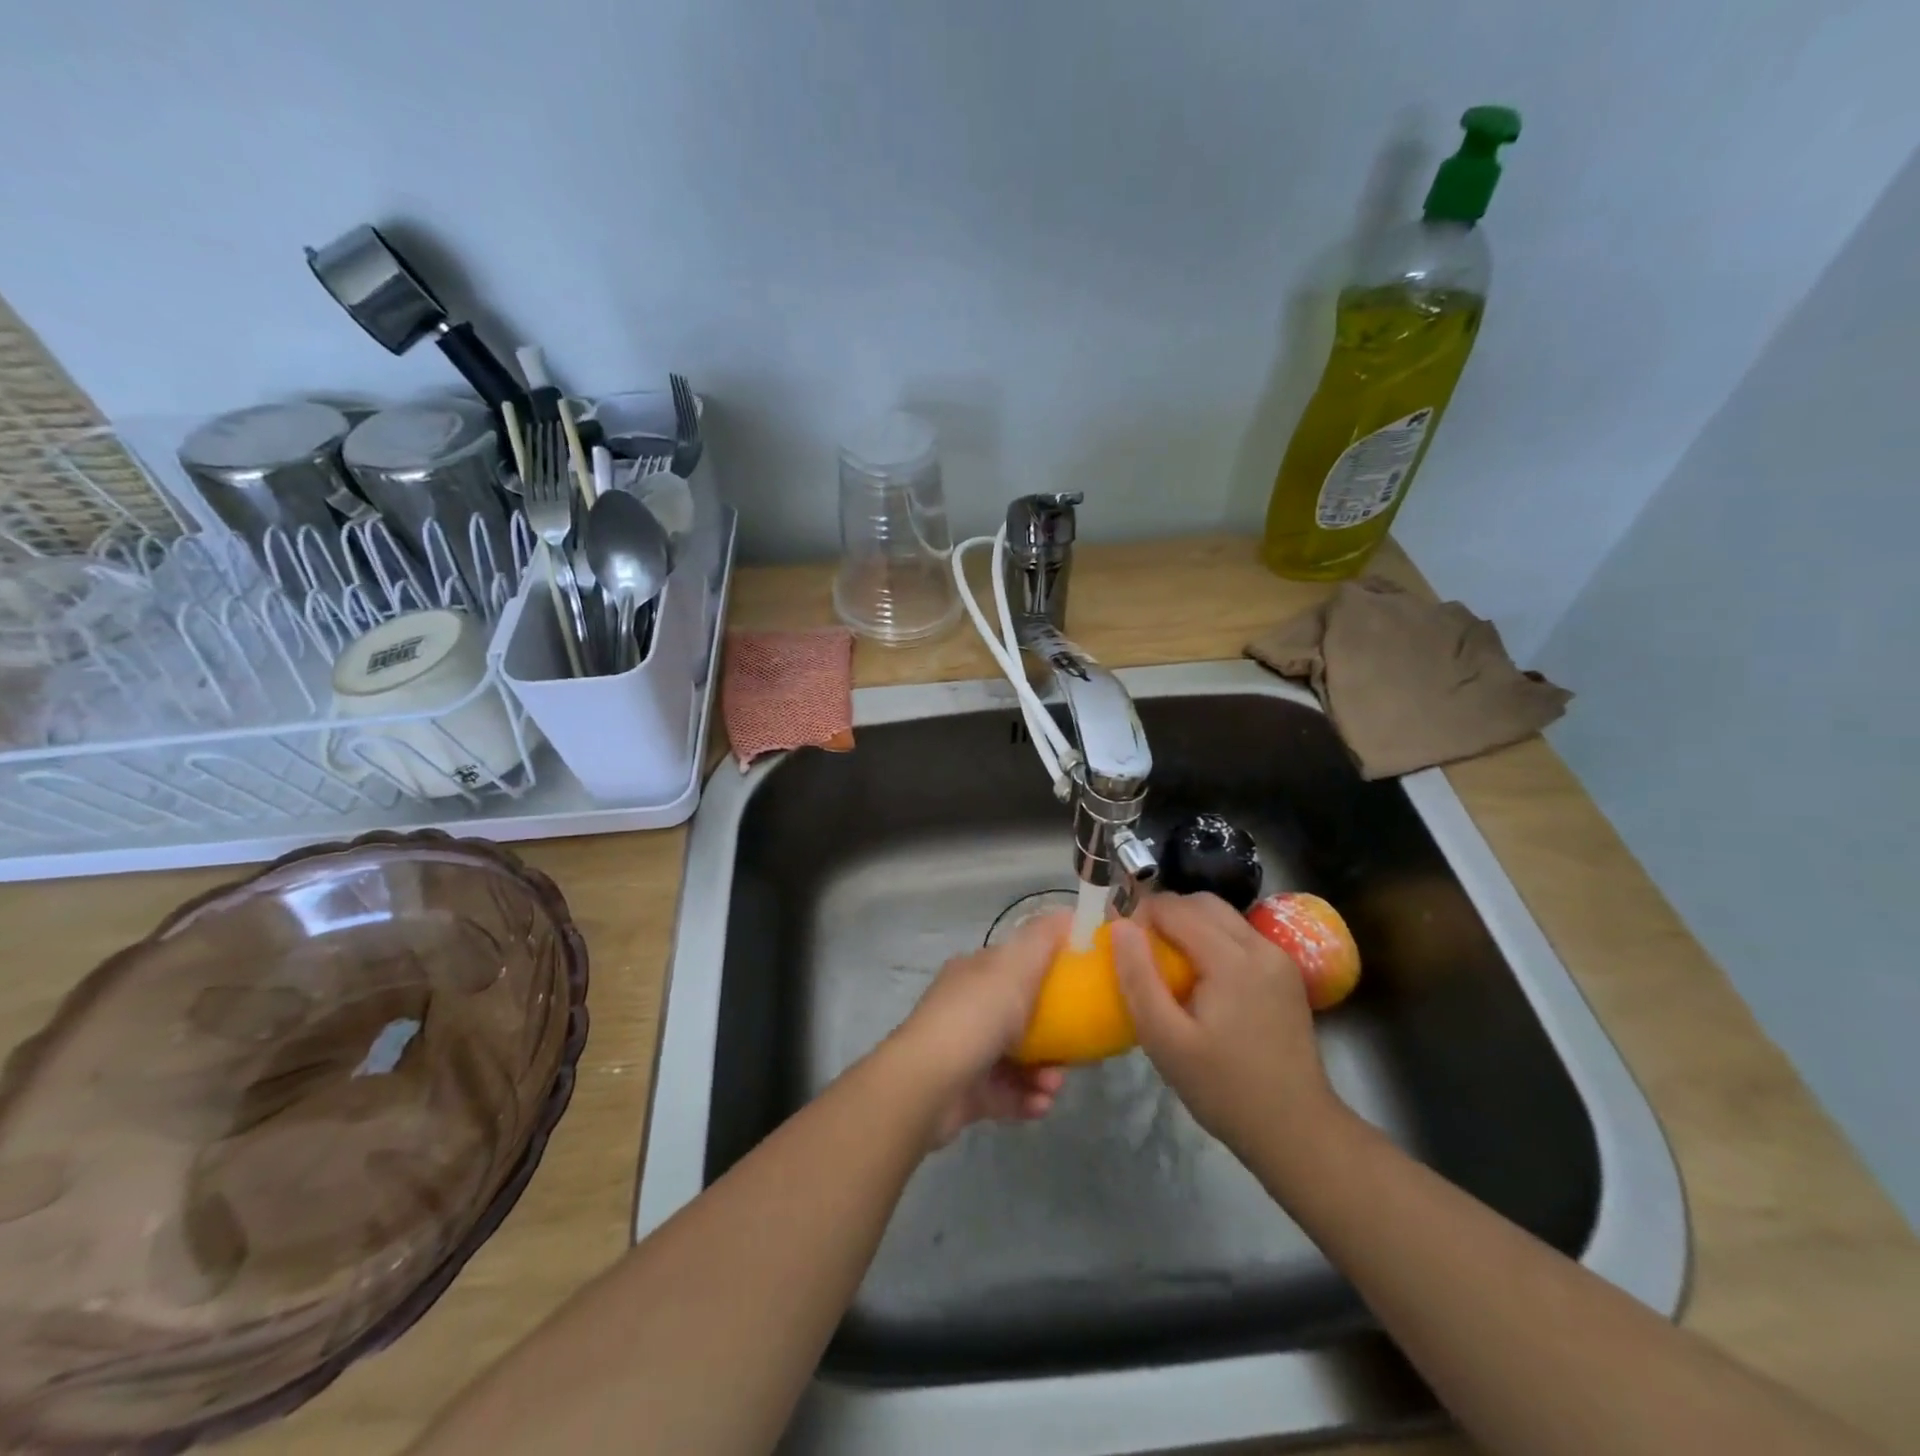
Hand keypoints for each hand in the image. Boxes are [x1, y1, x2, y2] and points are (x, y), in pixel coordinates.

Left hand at [889, 910, 1068, 1147]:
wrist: (927, 1084)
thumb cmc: (975, 1017)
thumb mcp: (1014, 967)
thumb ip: (1042, 939)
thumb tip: (1068, 912)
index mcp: (975, 974)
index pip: (1016, 966)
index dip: (1049, 975)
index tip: (1081, 991)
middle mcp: (968, 1009)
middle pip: (1021, 1018)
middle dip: (1053, 1036)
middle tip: (1074, 1052)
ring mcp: (966, 1052)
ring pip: (1018, 1060)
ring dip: (1044, 1073)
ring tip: (1053, 1085)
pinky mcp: (967, 1093)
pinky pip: (1008, 1094)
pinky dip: (1027, 1099)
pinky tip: (1041, 1104)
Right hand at [1112, 892, 1336, 1166]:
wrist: (1297, 1131)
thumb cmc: (1223, 1088)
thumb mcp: (1165, 1039)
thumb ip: (1138, 978)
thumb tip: (1120, 925)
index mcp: (1232, 959)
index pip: (1175, 908)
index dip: (1139, 914)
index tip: (1117, 940)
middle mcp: (1261, 946)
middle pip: (1201, 903)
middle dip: (1164, 914)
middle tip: (1139, 949)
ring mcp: (1279, 958)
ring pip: (1223, 917)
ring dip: (1188, 925)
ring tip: (1165, 962)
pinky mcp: (1285, 974)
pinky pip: (1239, 937)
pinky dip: (1212, 940)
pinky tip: (1199, 978)